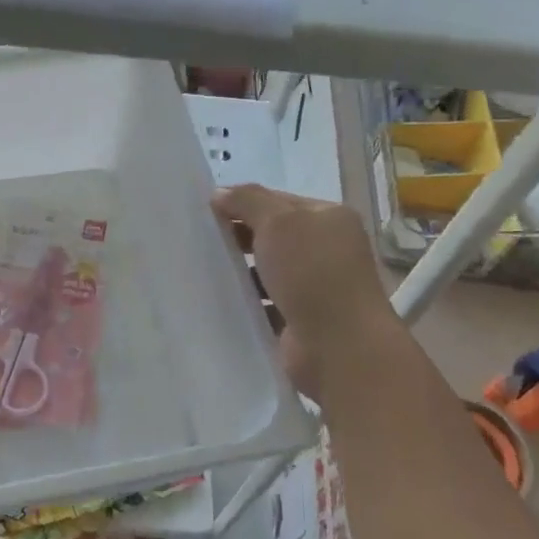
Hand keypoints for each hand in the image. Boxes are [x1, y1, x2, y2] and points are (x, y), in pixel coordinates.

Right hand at [212, 184, 394, 395]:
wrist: (339, 346)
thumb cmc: (312, 272)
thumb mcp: (279, 222)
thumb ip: (248, 201)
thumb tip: (220, 193)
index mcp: (329, 219)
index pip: (278, 202)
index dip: (243, 203)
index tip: (206, 212)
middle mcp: (326, 250)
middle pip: (272, 237)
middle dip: (238, 238)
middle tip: (199, 241)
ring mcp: (315, 288)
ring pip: (267, 273)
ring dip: (240, 273)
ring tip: (201, 272)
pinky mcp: (300, 321)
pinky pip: (264, 305)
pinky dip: (245, 304)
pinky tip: (218, 302)